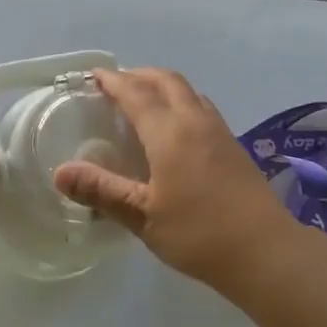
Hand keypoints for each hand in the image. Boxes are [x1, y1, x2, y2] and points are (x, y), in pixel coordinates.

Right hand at [53, 68, 293, 284]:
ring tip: (144, 99)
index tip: (93, 76)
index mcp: (169, 132)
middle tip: (116, 84)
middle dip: (139, 75)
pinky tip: (177, 127)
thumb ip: (102, 190)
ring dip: (163, 85)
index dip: (113, 81)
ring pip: (188, 91)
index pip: (135, 93)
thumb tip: (60, 173)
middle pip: (166, 81)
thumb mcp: (142, 216)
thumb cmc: (199, 234)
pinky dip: (181, 101)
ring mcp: (219, 131)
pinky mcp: (234, 145)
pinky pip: (202, 107)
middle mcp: (195, 121)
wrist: (266, 251)